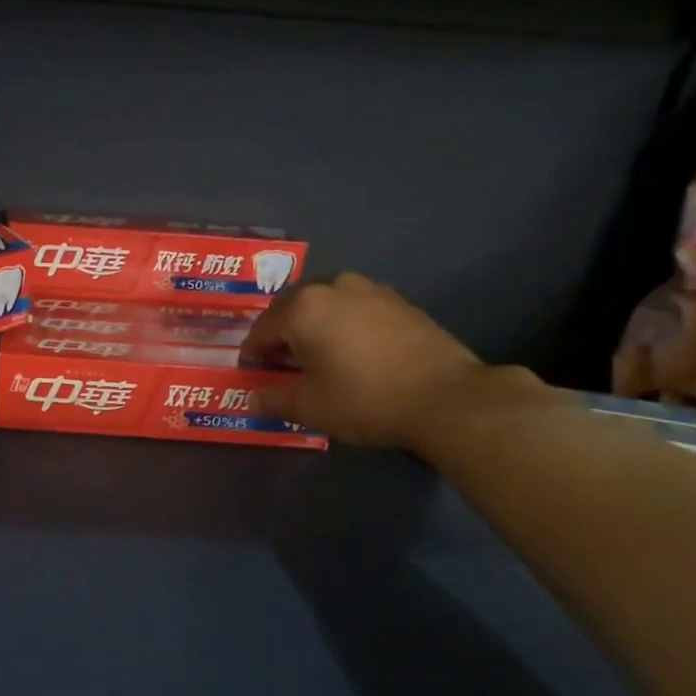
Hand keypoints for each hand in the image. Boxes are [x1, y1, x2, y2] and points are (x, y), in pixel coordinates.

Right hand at [238, 273, 486, 447]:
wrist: (445, 397)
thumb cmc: (364, 399)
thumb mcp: (310, 407)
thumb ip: (274, 398)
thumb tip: (253, 396)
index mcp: (303, 308)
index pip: (262, 329)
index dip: (252, 353)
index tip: (251, 372)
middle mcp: (333, 287)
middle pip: (292, 308)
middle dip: (280, 334)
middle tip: (278, 363)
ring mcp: (370, 290)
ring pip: (325, 304)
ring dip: (312, 325)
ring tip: (314, 354)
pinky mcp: (399, 302)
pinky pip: (355, 308)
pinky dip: (342, 324)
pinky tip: (350, 350)